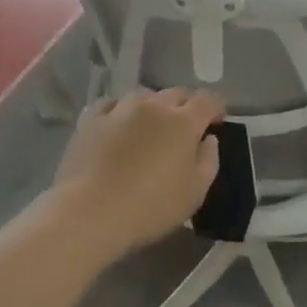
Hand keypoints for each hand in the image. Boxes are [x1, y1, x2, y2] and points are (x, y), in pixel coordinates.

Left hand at [52, 88, 223, 264]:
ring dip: (153, 107)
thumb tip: (208, 139)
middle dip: (186, 105)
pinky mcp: (92, 119)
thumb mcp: (195, 193)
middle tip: (185, 127)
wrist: (90, 212)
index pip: (208, 99)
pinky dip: (119, 111)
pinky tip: (117, 125)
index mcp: (184, 121)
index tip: (217, 121)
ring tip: (150, 126)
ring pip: (144, 96)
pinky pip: (111, 105)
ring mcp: (121, 108)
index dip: (216, 107)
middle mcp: (154, 106)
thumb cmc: (150, 207)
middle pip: (177, 93)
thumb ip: (209, 161)